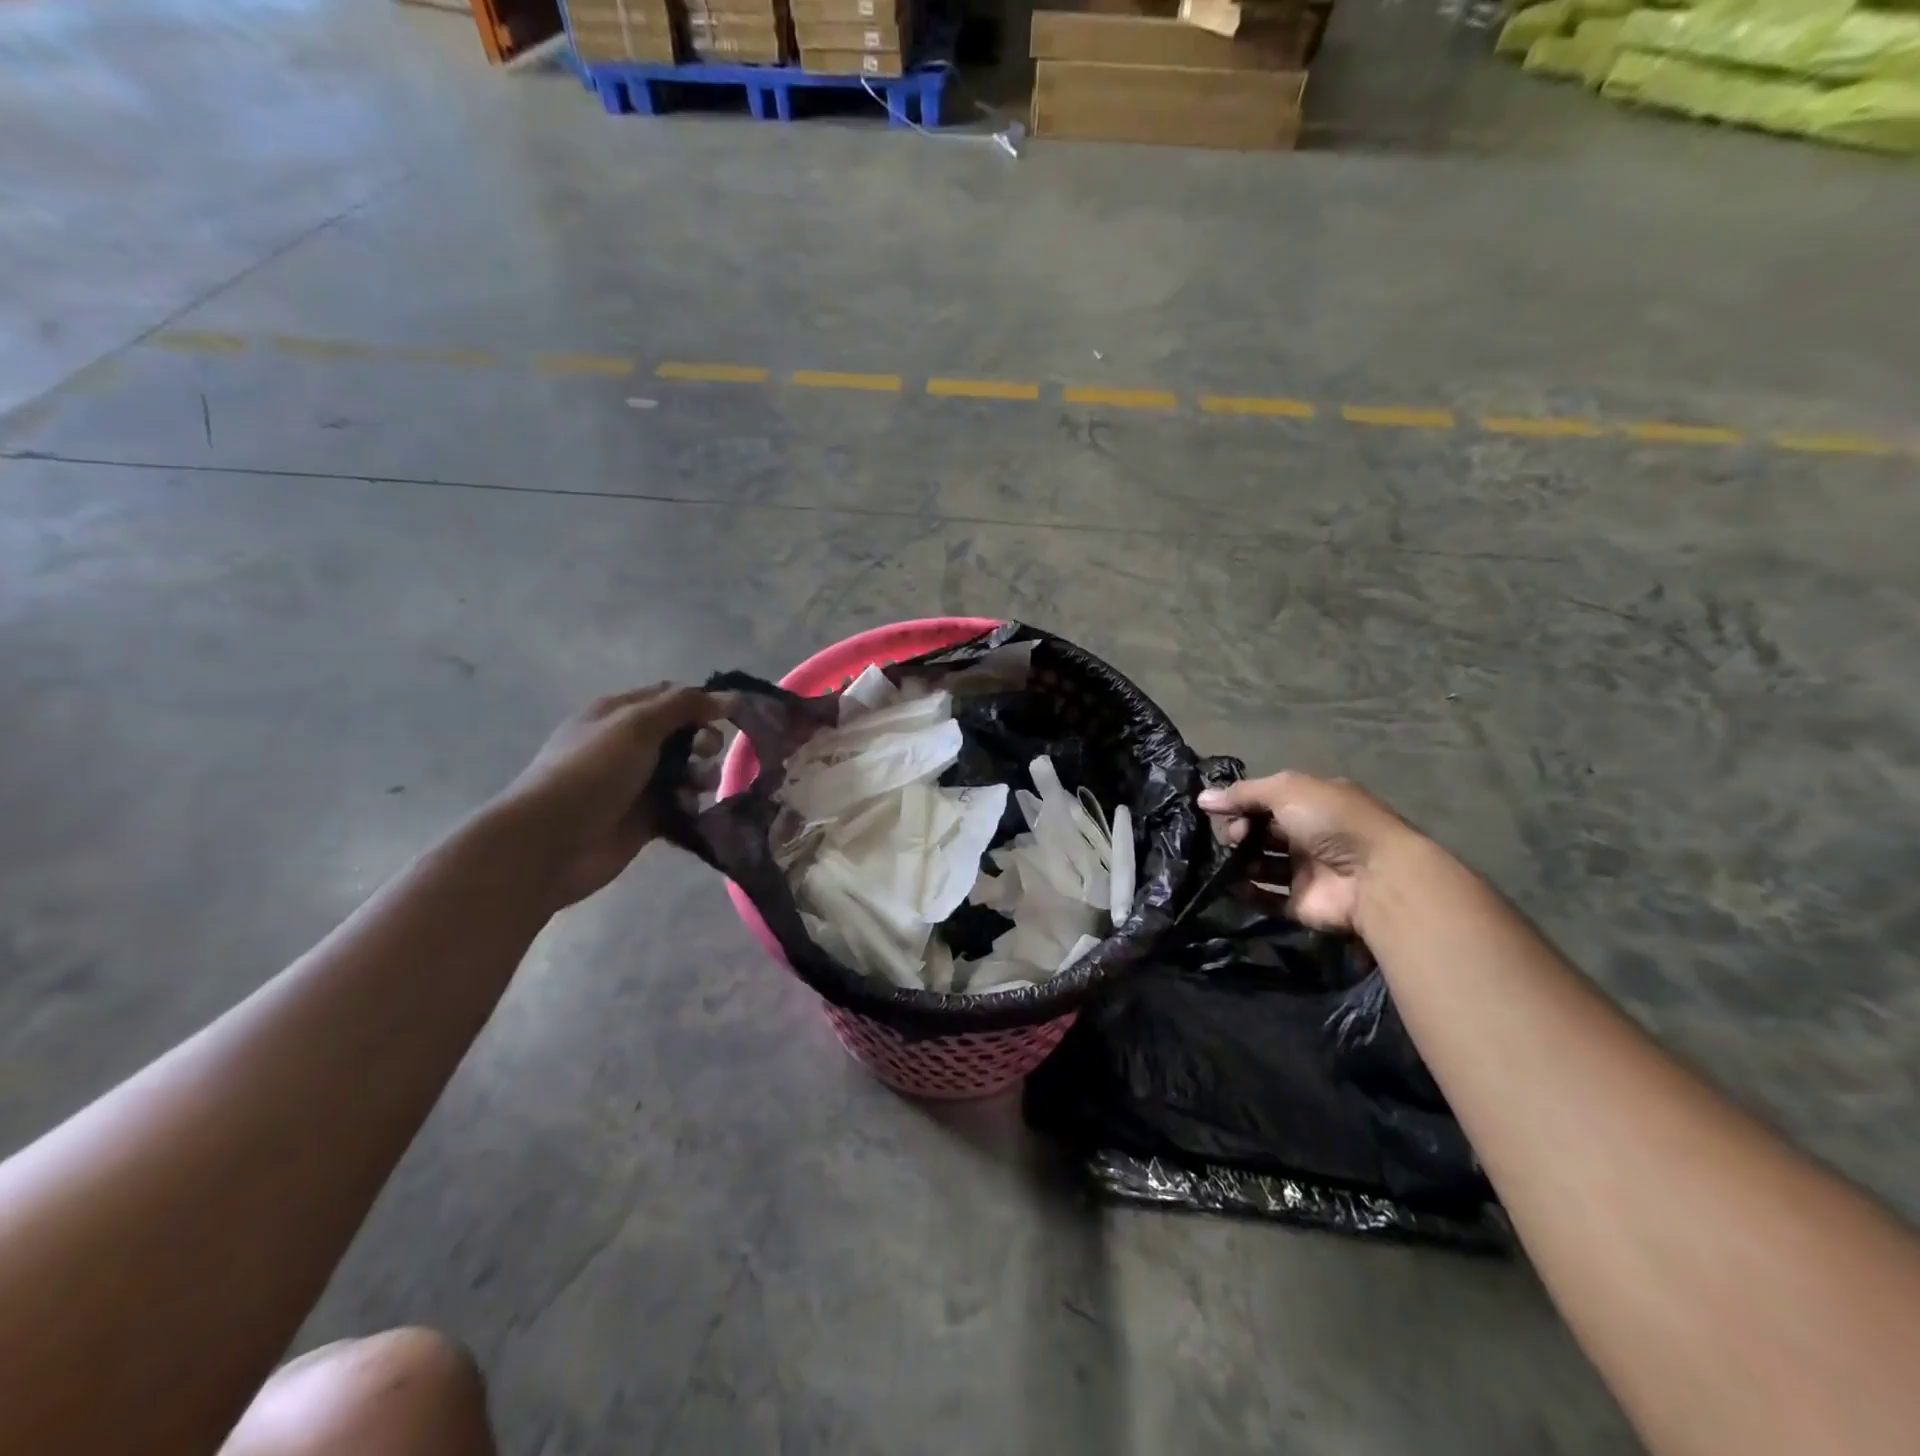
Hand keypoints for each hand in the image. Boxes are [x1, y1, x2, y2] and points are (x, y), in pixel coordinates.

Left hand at [493, 685, 729, 909]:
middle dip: (703, 741)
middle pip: (682, 734)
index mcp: (619, 714)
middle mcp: (628, 745)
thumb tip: (730, 696)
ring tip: (701, 787)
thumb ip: (685, 706)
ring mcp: (635, 784)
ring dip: (702, 775)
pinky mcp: (644, 819)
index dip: (700, 702)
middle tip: (706, 753)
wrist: (550, 841)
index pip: (669, 696)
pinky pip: (680, 806)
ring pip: (685, 771)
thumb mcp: (637, 726)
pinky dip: (692, 806)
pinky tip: (692, 811)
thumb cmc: (591, 772)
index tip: (730, 715)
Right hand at [1197, 771, 1417, 933]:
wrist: (1374, 877)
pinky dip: (1245, 891)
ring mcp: (1305, 870)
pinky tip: (1226, 884)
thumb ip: (1242, 793)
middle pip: (1262, 831)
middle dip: (1239, 831)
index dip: (1241, 803)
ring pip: (1261, 863)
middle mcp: (1309, 835)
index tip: (1220, 811)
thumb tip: (1202, 799)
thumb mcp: (1286, 790)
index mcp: (1312, 803)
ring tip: (1225, 860)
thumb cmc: (1331, 821)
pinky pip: (1265, 896)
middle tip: (1232, 838)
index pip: (1267, 800)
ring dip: (1240, 860)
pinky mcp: (1300, 902)